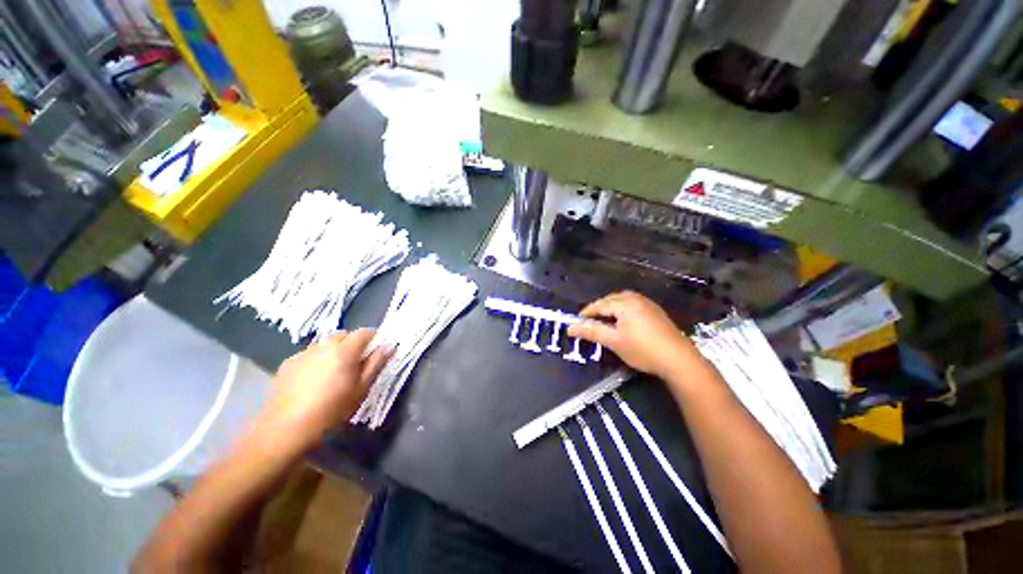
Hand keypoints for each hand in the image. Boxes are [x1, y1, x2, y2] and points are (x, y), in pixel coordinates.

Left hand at [255, 329, 391, 453]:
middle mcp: (323, 346)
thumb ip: (376, 363)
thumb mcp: (361, 388)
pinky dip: (316, 360)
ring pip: (325, 344)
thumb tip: (389, 345)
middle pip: (343, 335)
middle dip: (353, 343)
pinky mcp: (287, 364)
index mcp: (344, 350)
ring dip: (334, 351)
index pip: (364, 332)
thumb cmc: (331, 410)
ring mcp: (303, 353)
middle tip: (357, 363)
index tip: (377, 350)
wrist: (285, 429)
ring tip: (334, 372)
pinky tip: (313, 380)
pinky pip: (309, 354)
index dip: (373, 338)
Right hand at [568, 291, 709, 382]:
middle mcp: (636, 299)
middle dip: (599, 308)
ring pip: (623, 300)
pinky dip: (623, 310)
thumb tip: (570, 328)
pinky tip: (624, 322)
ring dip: (611, 308)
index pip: (599, 305)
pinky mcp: (656, 312)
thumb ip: (591, 332)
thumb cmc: (642, 349)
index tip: (576, 322)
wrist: (679, 360)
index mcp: (624, 303)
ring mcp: (648, 304)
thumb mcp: (613, 341)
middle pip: (611, 299)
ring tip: (605, 321)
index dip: (586, 313)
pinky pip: (633, 305)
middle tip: (590, 321)